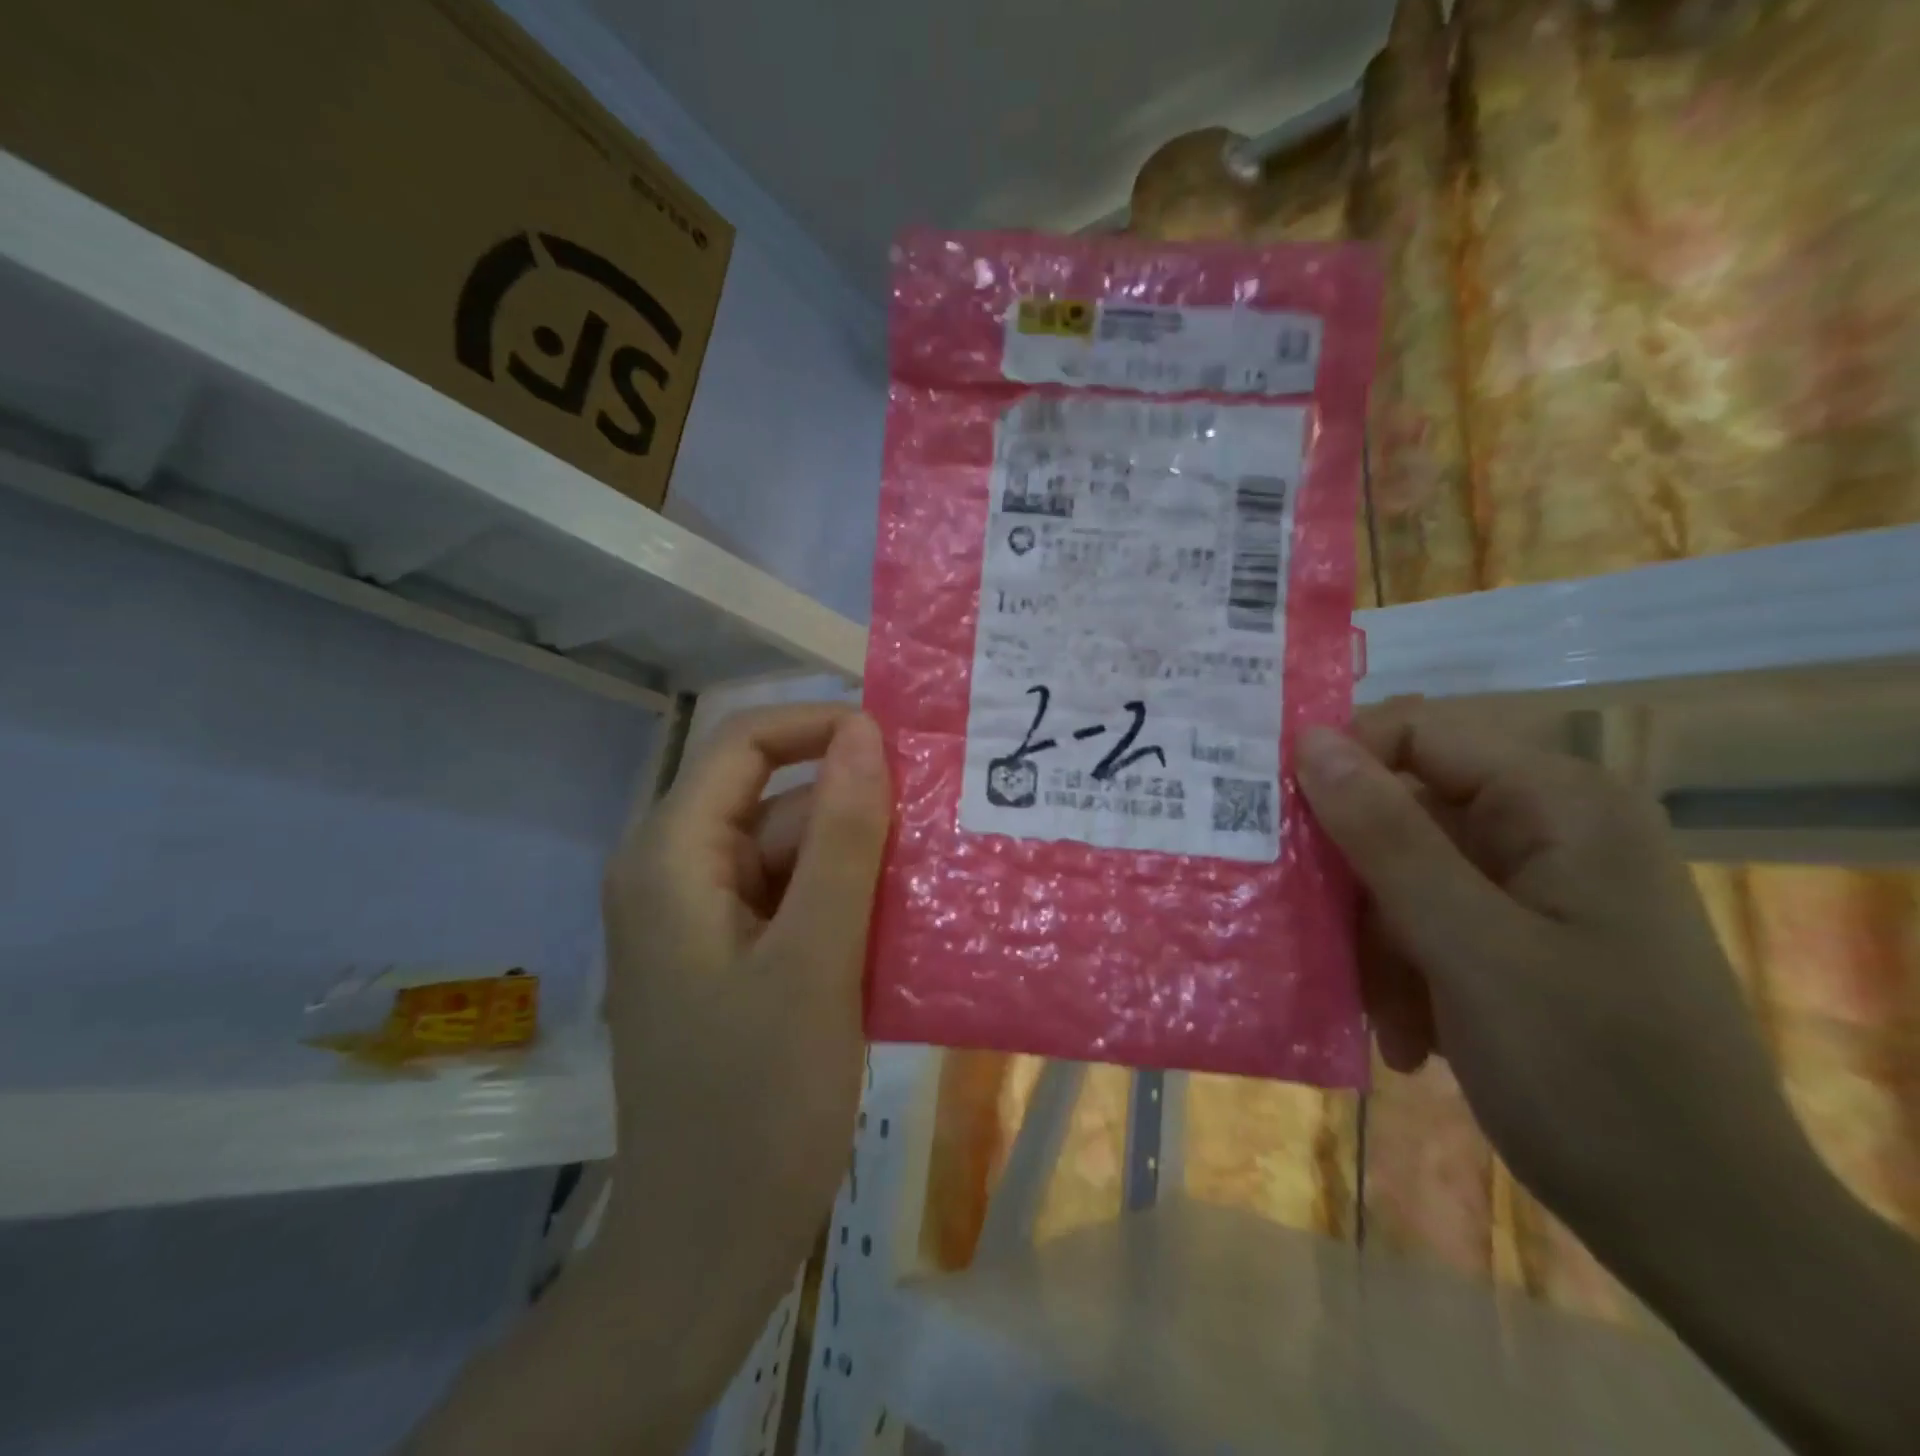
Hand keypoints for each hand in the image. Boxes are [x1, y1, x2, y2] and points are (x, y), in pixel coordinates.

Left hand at [599, 702, 890, 1339]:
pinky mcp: (730, 960)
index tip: (902, 745)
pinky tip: (906, 929)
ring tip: (942, 881)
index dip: (821, 726)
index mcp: (671, 856)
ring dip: (862, 865)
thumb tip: (864, 732)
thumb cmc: (757, 1103)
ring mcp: (702, 921)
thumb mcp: (815, 957)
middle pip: (776, 803)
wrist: (709, 1248)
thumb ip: (842, 836)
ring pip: (793, 856)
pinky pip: (794, 904)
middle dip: (857, 811)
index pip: (745, 743)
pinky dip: (847, 907)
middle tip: (946, 829)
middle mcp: (676, 873)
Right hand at [1295, 702, 1815, 1238]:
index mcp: (1558, 804)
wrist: (1705, 1228)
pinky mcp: (1518, 937)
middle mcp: (1547, 829)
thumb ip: (1385, 836)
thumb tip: (1309, 739)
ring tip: (1379, 1012)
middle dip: (1355, 879)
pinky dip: (1403, 972)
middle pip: (1402, 811)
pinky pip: (1425, 922)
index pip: (1416, 734)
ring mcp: (1534, 887)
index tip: (1276, 824)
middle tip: (1308, 930)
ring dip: (1375, 942)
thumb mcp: (1470, 948)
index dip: (1340, 766)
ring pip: (1403, 874)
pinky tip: (1408, 1036)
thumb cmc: (1593, 1075)